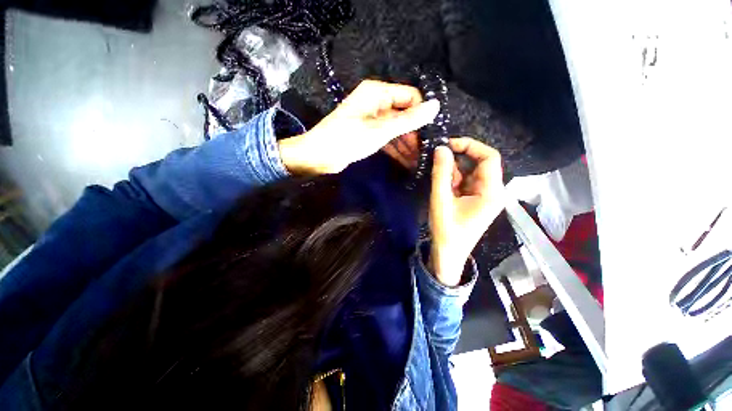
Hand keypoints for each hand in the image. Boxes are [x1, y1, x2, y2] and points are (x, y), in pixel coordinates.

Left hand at [278, 80, 440, 173]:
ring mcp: (372, 119)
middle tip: (426, 151)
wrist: (319, 156)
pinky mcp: (368, 134)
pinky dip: (396, 148)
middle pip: (404, 114)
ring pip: (396, 128)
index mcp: (377, 92)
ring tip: (419, 160)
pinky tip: (407, 161)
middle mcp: (376, 102)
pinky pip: (387, 138)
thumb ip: (408, 120)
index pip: (410, 96)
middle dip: (415, 132)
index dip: (421, 113)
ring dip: (407, 143)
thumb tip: (436, 106)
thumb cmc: (347, 139)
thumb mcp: (380, 130)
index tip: (431, 133)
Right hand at [429, 138, 504, 285]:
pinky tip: (441, 184)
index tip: (448, 145)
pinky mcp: (475, 200)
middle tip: (438, 157)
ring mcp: (483, 196)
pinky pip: (465, 182)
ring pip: (470, 172)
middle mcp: (492, 191)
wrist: (448, 255)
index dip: (470, 146)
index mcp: (491, 192)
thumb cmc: (446, 230)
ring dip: (453, 170)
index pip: (489, 157)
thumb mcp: (441, 200)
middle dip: (459, 158)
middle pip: (480, 164)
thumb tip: (440, 148)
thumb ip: (441, 173)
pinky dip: (453, 179)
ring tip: (437, 174)